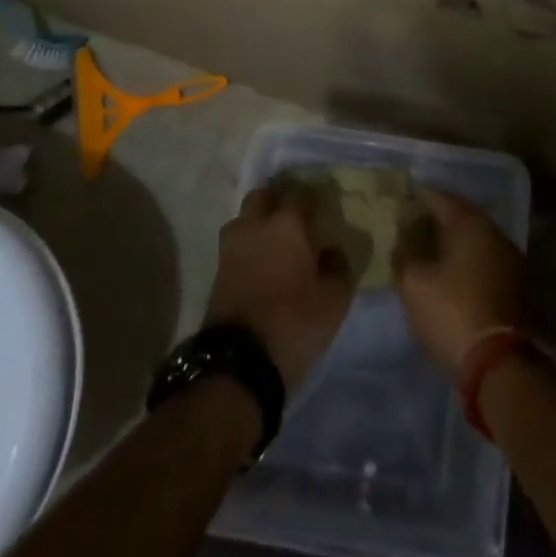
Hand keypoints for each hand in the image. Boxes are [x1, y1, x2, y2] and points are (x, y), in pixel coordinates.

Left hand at [206, 186, 354, 392]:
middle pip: (263, 197)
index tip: (323, 210)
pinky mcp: (217, 270)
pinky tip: (264, 263)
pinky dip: (249, 247)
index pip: (300, 195)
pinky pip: (237, 245)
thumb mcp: (334, 299)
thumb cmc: (294, 322)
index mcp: (286, 223)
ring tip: (277, 243)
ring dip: (259, 224)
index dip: (313, 199)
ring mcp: (231, 246)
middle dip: (278, 202)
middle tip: (296, 220)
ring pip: (245, 220)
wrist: (239, 362)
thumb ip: (338, 266)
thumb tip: (332, 250)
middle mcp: (254, 225)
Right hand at [392, 188, 524, 381]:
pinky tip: (453, 272)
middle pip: (463, 217)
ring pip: (477, 241)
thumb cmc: (453, 312)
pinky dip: (469, 261)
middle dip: (439, 218)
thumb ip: (404, 257)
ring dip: (456, 242)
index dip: (421, 197)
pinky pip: (487, 262)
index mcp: (472, 225)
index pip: (442, 199)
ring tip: (431, 248)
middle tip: (415, 222)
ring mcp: (512, 261)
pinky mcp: (519, 287)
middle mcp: (496, 234)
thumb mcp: (413, 284)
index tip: (404, 197)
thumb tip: (403, 247)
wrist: (500, 363)